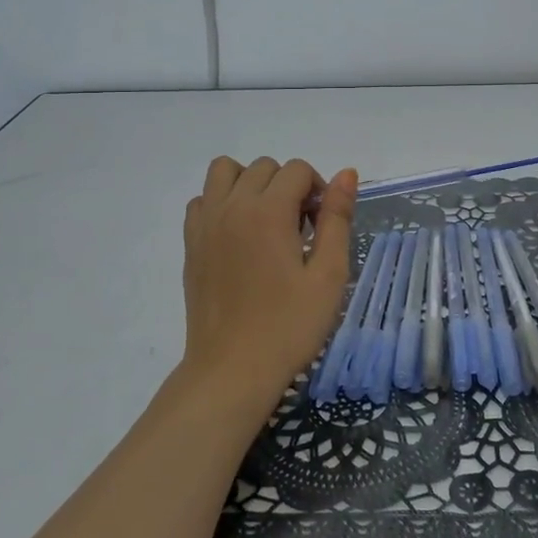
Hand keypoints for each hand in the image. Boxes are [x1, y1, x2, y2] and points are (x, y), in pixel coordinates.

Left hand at [180, 156, 356, 417]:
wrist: (233, 369)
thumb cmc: (289, 326)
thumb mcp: (329, 275)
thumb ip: (337, 218)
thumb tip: (346, 173)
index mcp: (268, 211)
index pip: (298, 170)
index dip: (318, 191)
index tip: (322, 228)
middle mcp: (232, 206)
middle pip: (264, 167)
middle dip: (288, 187)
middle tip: (300, 231)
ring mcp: (206, 223)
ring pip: (225, 171)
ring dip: (250, 183)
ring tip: (265, 221)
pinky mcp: (190, 243)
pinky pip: (202, 200)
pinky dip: (221, 203)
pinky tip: (238, 236)